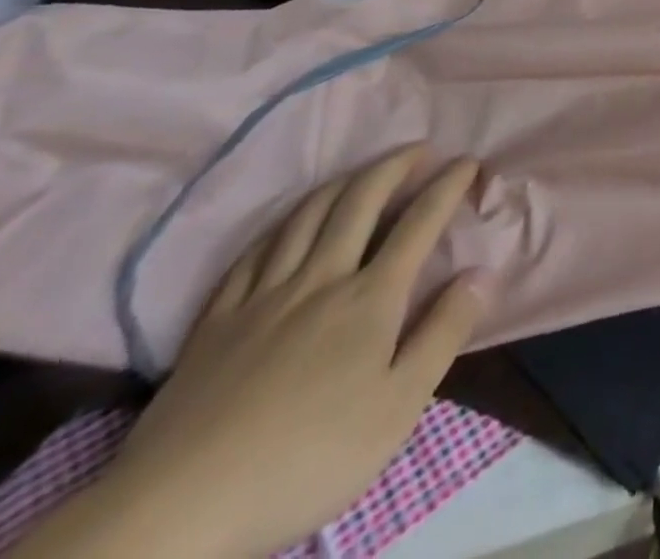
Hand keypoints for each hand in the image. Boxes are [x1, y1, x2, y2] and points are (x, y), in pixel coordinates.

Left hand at [13, 149, 486, 558]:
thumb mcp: (396, 409)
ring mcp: (263, 296)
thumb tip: (482, 273)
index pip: (419, 223)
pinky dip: (282, 223)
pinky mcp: (217, 320)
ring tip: (363, 171)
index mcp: (369, 298)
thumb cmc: (305, 460)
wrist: (177, 511)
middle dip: (394, 166)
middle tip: (418, 149)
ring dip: (343, 182)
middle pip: (360, 202)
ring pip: (307, 216)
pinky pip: (254, 251)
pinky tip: (289, 222)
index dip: (448, 186)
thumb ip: (443, 334)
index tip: (469, 162)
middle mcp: (320, 278)